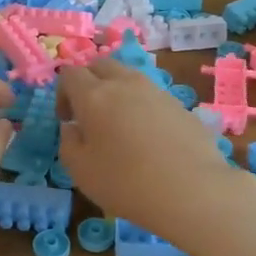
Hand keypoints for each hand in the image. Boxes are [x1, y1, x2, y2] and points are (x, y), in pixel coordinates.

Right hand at [56, 60, 255, 240]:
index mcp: (94, 95)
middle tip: (89, 114)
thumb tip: (72, 127)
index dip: (62, 93)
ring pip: (129, 76)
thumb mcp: (81, 171)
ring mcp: (156, 91)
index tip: (67, 120)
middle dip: (89, 82)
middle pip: (100, 64)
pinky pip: (152, 95)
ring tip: (119, 124)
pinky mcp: (180, 104)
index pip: (70, 74)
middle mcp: (125, 83)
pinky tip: (149, 137)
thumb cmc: (126, 183)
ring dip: (117, 91)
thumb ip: (68, 143)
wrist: (192, 190)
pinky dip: (142, 106)